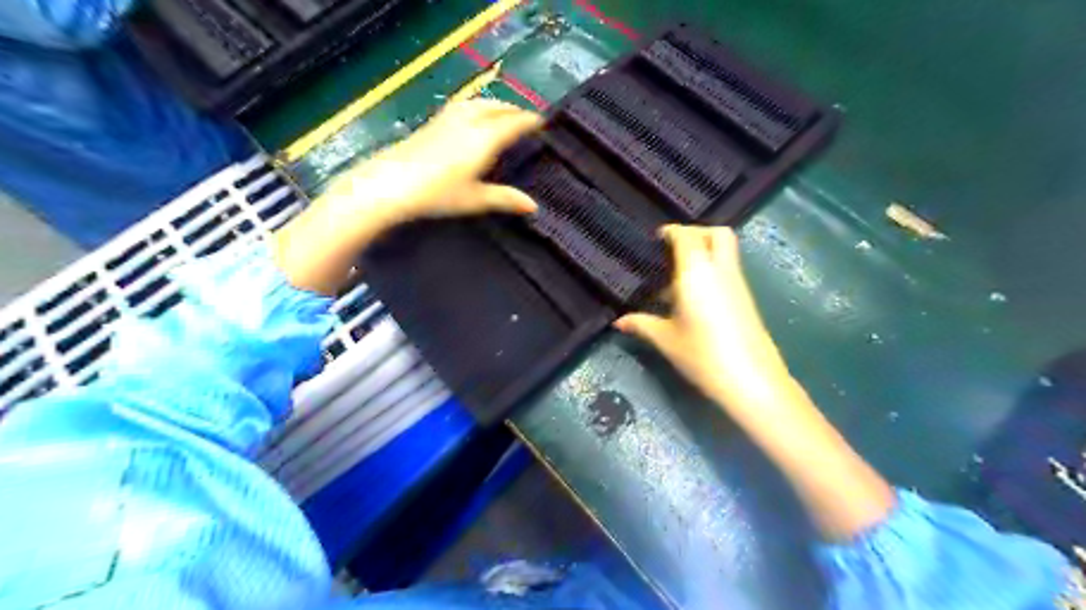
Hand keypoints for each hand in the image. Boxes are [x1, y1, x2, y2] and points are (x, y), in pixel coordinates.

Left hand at [313, 97, 541, 235]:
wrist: (391, 184)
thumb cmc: (438, 194)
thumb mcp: (475, 199)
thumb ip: (505, 199)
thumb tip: (533, 206)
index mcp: (484, 138)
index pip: (513, 123)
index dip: (529, 120)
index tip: (543, 121)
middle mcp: (469, 122)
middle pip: (497, 107)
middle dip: (514, 109)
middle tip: (527, 117)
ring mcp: (448, 119)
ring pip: (478, 103)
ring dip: (496, 104)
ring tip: (503, 111)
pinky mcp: (433, 123)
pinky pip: (463, 105)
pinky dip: (477, 105)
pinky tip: (472, 114)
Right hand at [620, 226, 791, 412]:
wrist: (750, 379)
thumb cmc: (702, 354)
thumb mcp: (666, 339)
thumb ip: (641, 324)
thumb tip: (618, 321)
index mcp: (697, 272)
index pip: (687, 236)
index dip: (672, 231)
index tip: (657, 238)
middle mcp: (721, 270)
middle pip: (717, 233)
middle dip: (696, 233)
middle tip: (674, 249)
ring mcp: (737, 283)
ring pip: (725, 251)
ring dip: (704, 253)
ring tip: (677, 278)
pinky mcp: (745, 298)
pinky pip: (727, 270)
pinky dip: (711, 270)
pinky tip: (693, 297)